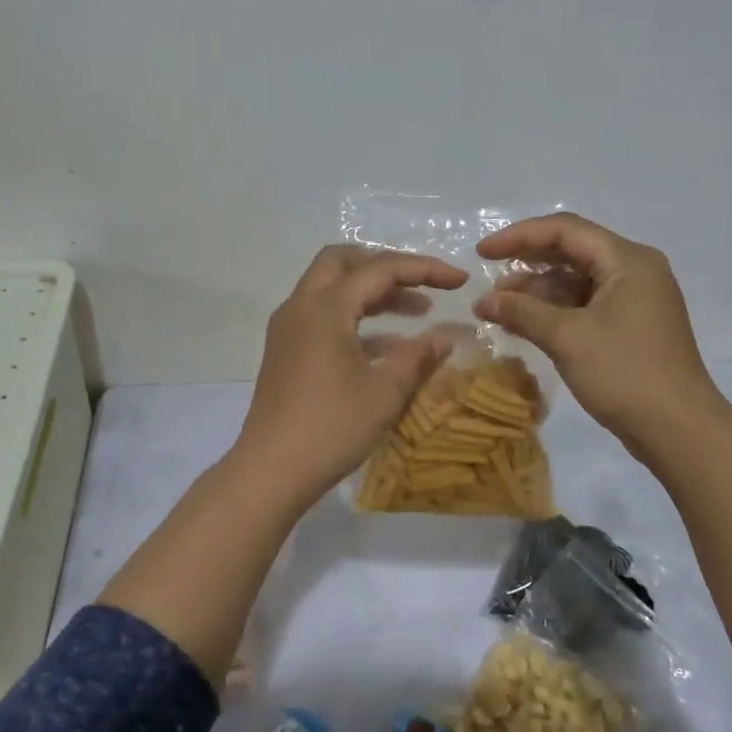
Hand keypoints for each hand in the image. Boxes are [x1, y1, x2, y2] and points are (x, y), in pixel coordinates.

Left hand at [235, 245, 468, 504]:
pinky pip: (322, 316)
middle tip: (423, 284)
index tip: (461, 281)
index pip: (380, 269)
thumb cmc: (331, 428)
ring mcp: (289, 328)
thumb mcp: (385, 393)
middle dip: (387, 266)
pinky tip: (388, 346)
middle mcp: (301, 306)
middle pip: (344, 261)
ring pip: (331, 288)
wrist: (270, 470)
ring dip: (372, 292)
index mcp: (326, 307)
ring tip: (418, 312)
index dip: (425, 269)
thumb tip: (447, 337)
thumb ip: (418, 357)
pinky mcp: (285, 351)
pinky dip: (355, 318)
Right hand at [473, 213, 726, 461]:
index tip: (482, 253)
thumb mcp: (566, 338)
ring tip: (499, 311)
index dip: (519, 236)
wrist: (679, 431)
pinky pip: (586, 305)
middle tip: (489, 282)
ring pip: (577, 281)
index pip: (565, 230)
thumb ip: (521, 312)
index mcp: (627, 260)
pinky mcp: (631, 327)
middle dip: (527, 265)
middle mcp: (634, 271)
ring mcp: (635, 300)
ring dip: (537, 292)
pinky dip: (554, 312)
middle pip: (572, 252)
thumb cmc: (624, 373)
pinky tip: (524, 326)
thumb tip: (483, 301)